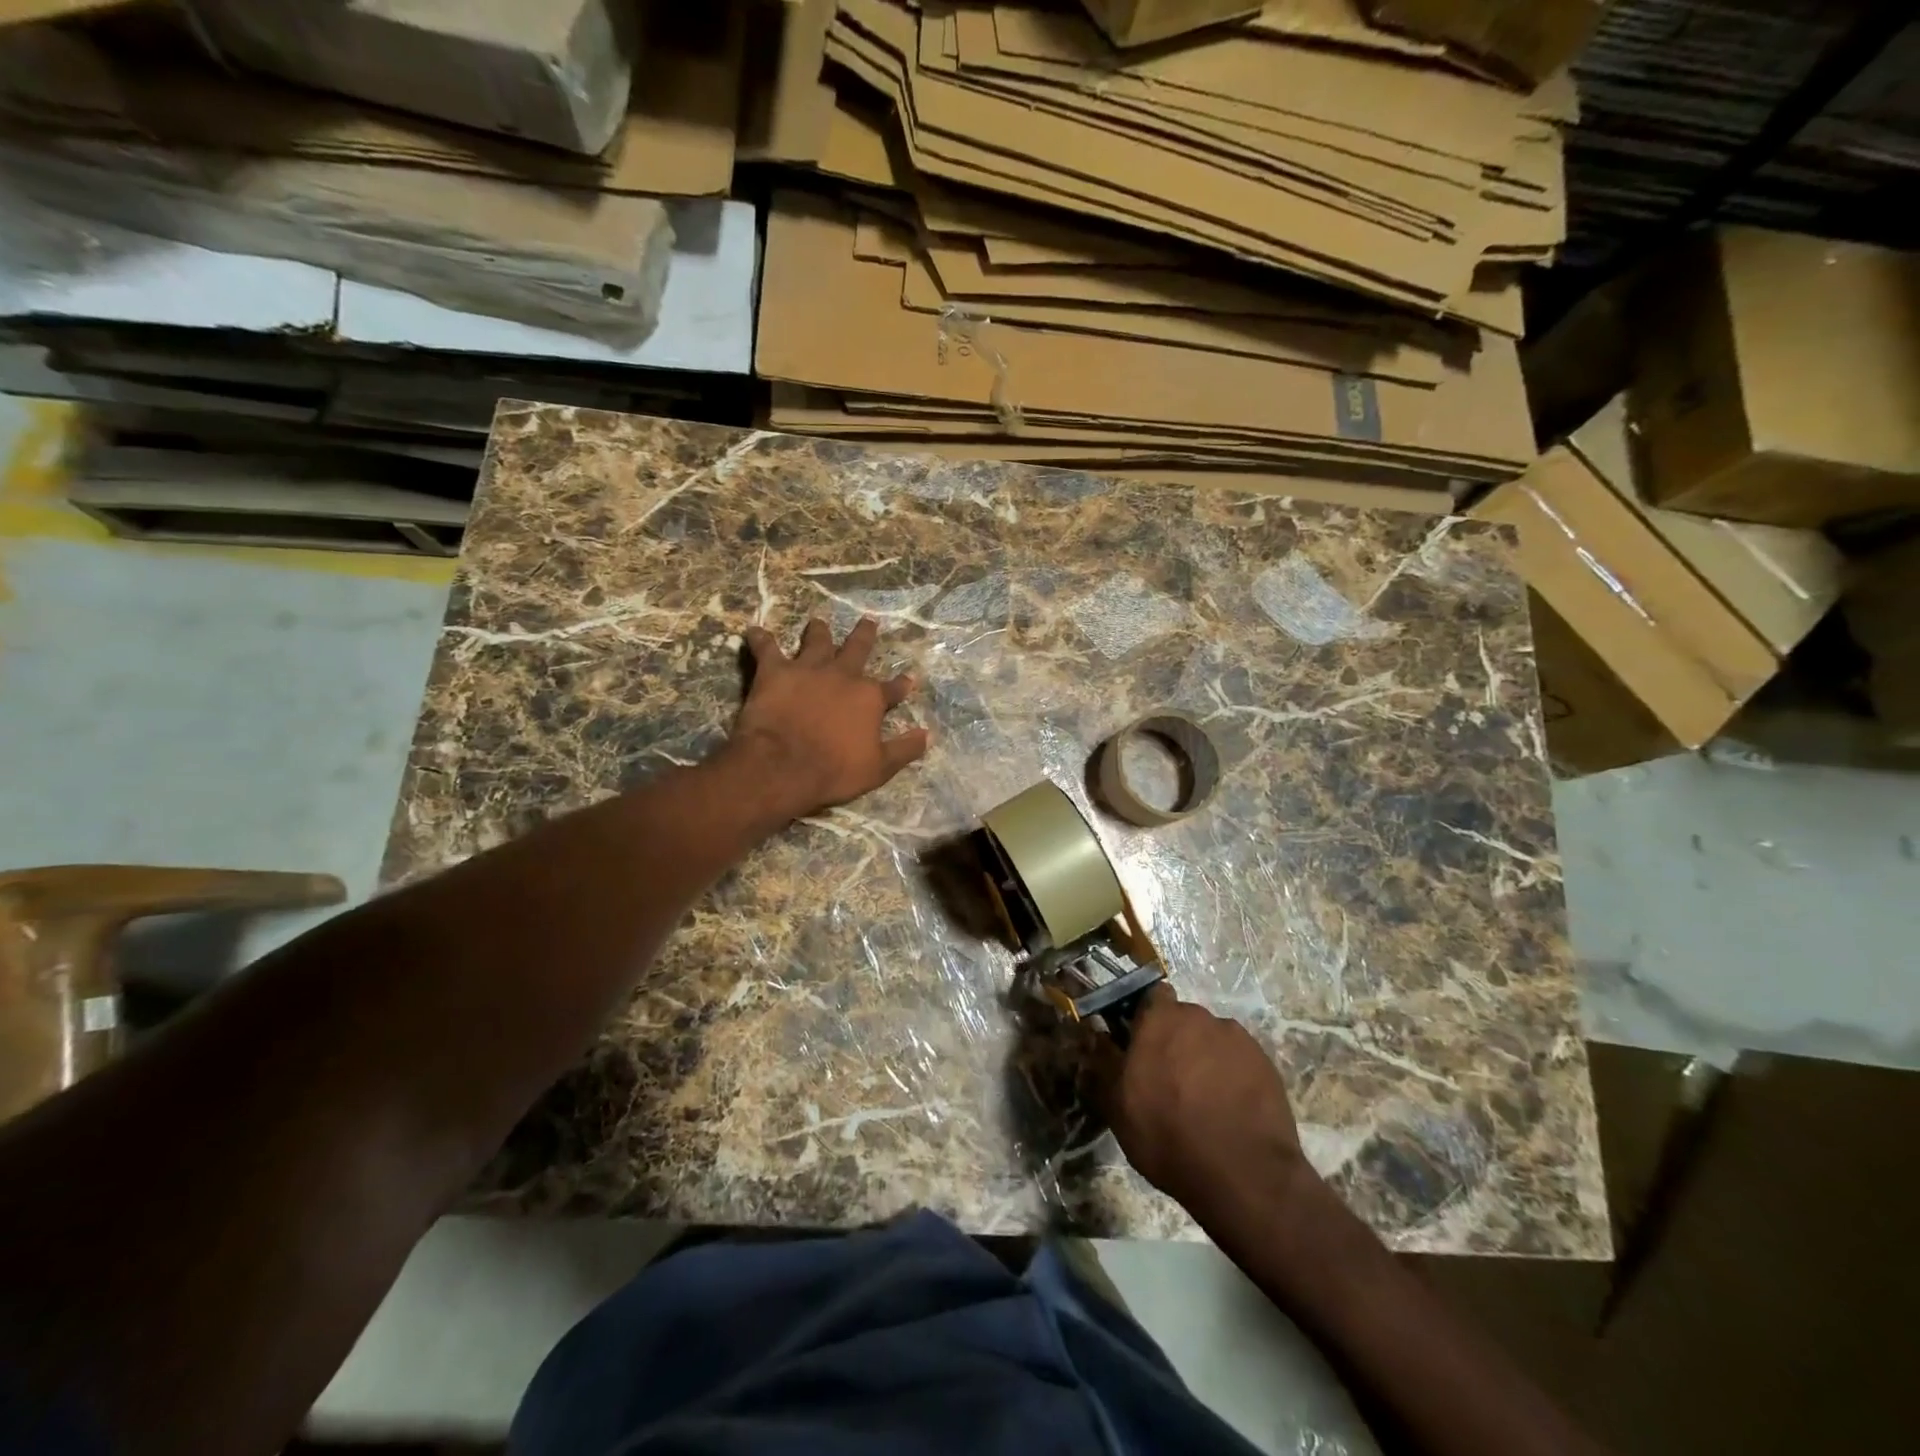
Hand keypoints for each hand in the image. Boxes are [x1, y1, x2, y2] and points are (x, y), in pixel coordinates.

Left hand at [727, 617, 930, 820]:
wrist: (784, 767)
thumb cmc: (835, 771)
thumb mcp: (879, 768)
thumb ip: (904, 749)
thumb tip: (928, 735)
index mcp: (869, 698)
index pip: (893, 689)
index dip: (902, 685)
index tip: (908, 679)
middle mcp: (842, 675)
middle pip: (857, 649)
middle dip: (864, 635)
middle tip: (868, 621)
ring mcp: (808, 670)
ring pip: (816, 641)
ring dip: (818, 631)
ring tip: (818, 622)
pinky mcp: (775, 671)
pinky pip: (766, 648)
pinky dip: (759, 639)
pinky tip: (753, 632)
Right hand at [1092, 984, 1313, 1220]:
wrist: (1244, 1175)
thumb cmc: (1167, 1135)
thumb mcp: (1117, 1106)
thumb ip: (1103, 1063)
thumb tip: (1095, 1036)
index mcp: (1160, 1019)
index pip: (1150, 996)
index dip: (1144, 1018)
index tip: (1139, 1044)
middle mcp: (1199, 1017)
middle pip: (1183, 1019)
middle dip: (1175, 1041)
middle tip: (1169, 1079)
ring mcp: (1237, 1039)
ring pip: (1212, 1040)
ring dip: (1205, 1058)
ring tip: (1204, 1100)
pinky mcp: (1266, 1063)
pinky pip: (1239, 1061)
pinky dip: (1233, 1076)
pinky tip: (1230, 1109)